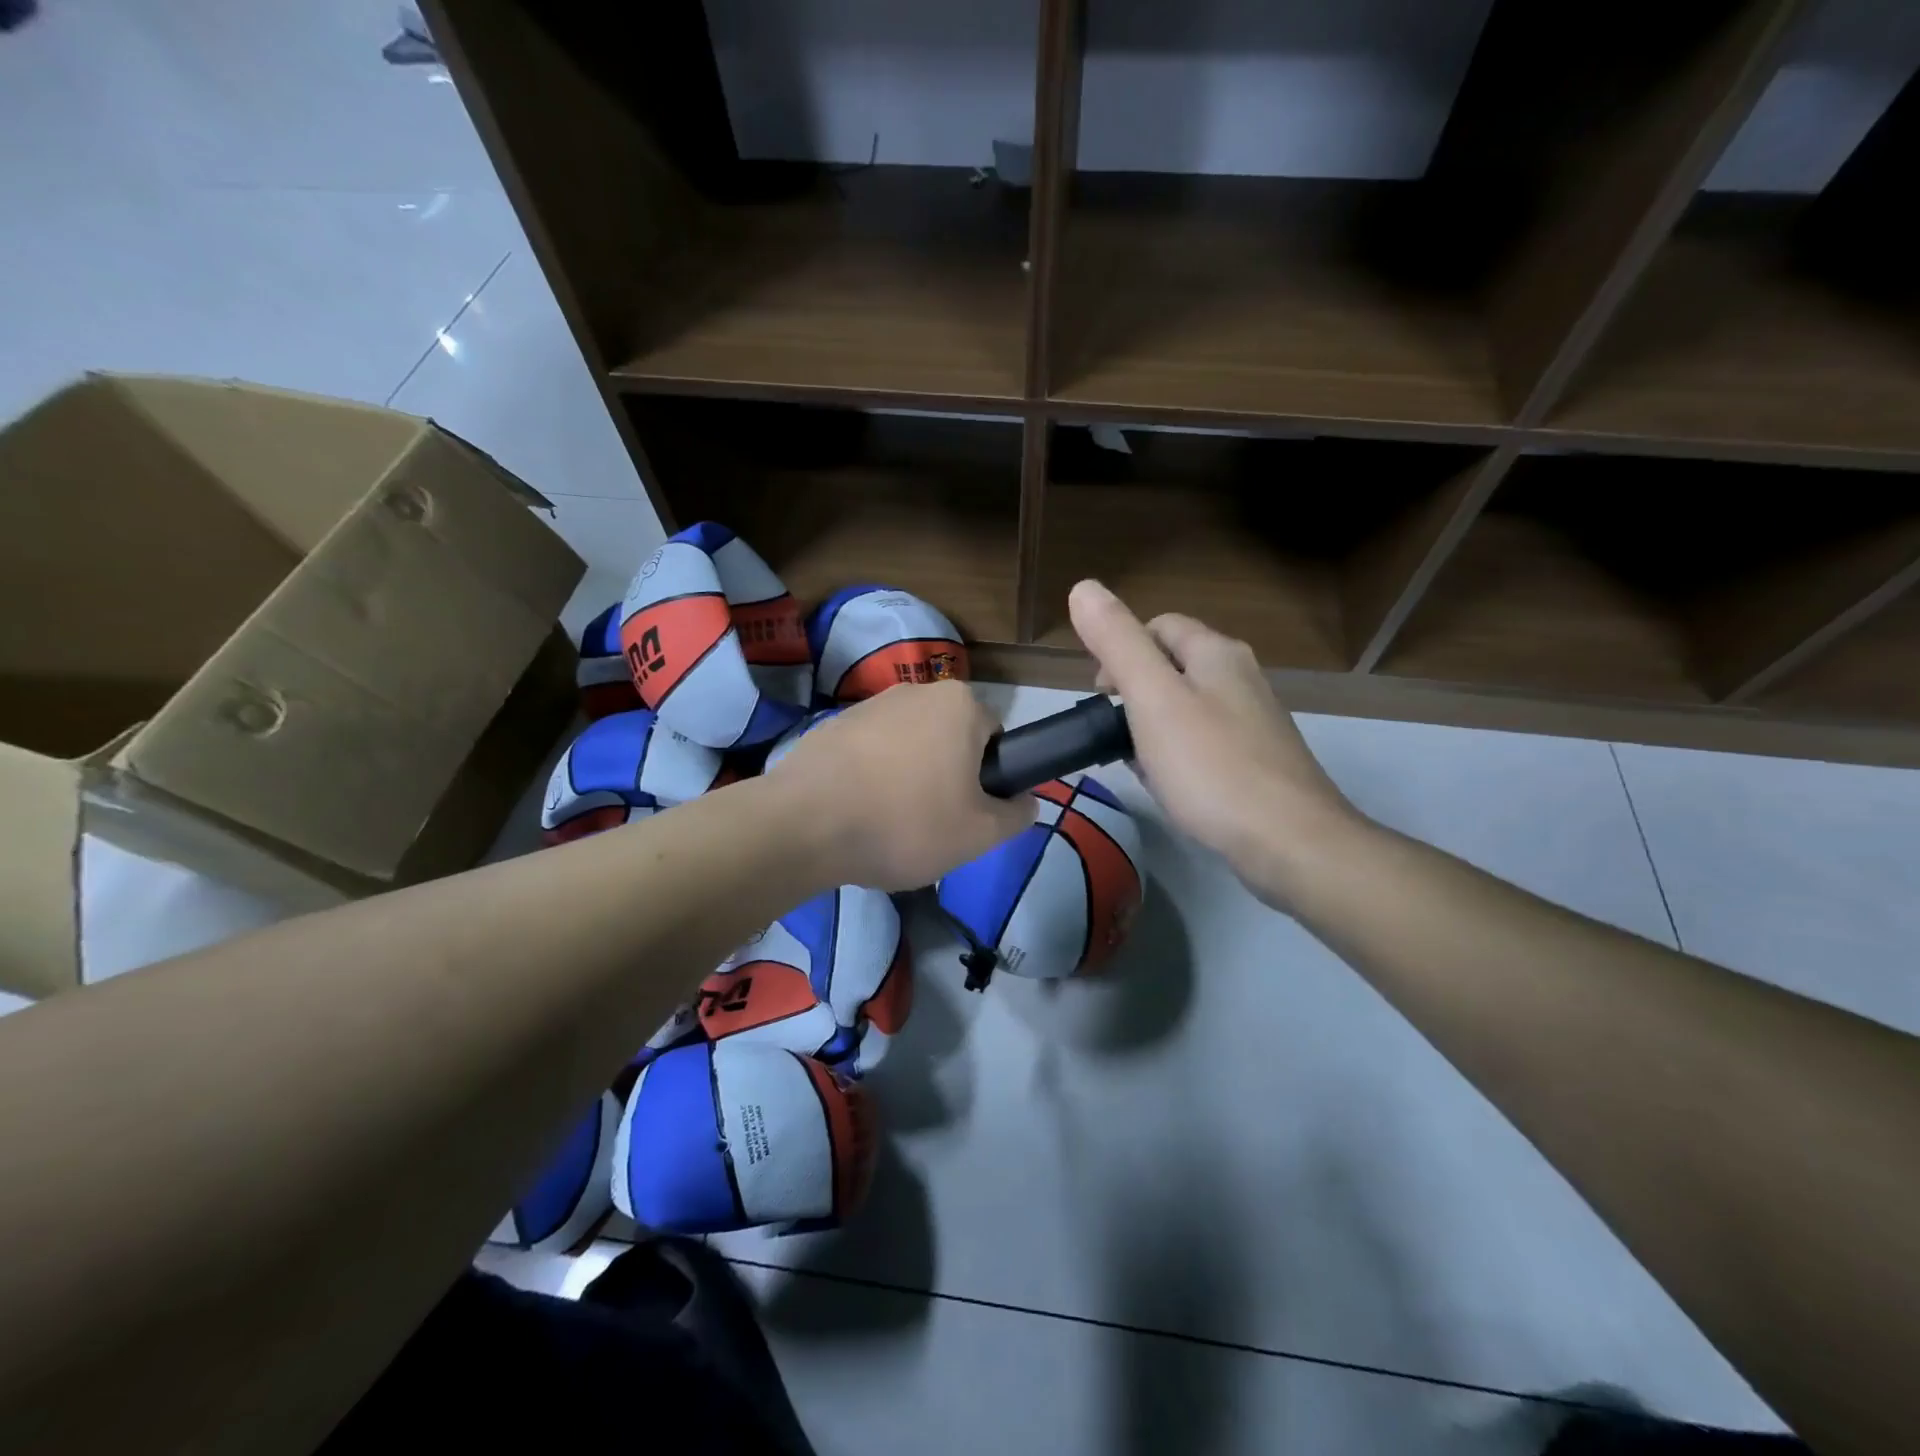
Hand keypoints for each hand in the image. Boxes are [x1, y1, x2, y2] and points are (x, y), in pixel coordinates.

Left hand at [769, 679, 1034, 891]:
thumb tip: (1025, 802)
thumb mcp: (980, 834)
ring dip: (908, 775)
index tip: (969, 811)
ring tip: (890, 821)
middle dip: (948, 774)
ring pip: (908, 744)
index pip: (995, 737)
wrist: (805, 825)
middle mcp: (916, 691)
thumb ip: (1016, 815)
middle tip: (934, 822)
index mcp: (959, 704)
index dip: (989, 778)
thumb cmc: (906, 823)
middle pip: (950, 737)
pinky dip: (871, 776)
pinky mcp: (831, 725)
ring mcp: (868, 704)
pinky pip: (869, 751)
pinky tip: (858, 811)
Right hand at [1068, 579, 1360, 897]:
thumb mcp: (1153, 698)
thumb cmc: (1211, 766)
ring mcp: (1254, 722)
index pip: (1157, 626)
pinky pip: (1204, 743)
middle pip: (1172, 667)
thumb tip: (1083, 587)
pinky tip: (1169, 786)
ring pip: (1187, 708)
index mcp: (1216, 653)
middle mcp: (1240, 678)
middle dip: (1134, 693)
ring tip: (1136, 763)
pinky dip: (1177, 755)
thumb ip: (1117, 642)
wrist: (1289, 842)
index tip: (1099, 696)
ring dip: (1152, 727)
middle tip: (1114, 734)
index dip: (1120, 651)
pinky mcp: (1258, 761)